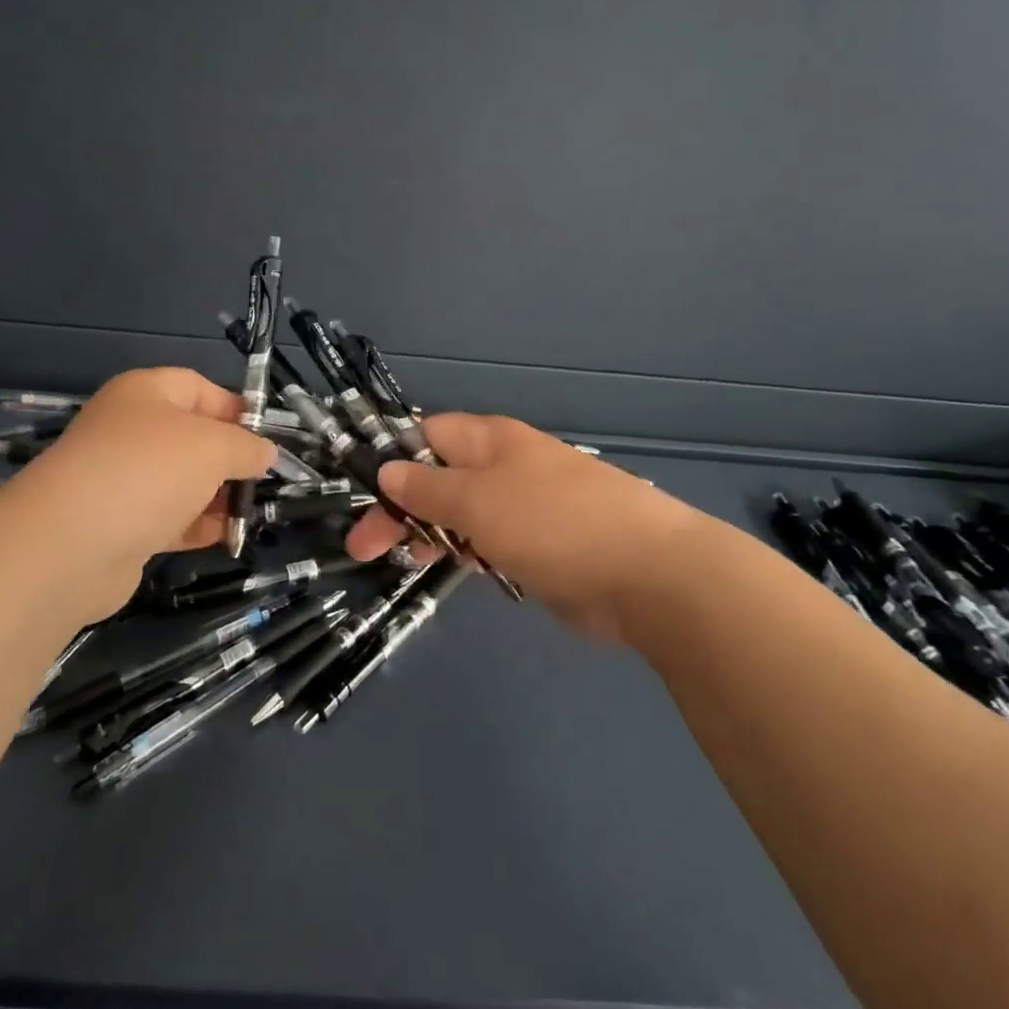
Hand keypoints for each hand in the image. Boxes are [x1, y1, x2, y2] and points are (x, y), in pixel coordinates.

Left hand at [0, 368, 276, 619]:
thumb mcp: (213, 447)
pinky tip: (225, 537)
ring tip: (249, 512)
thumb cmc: (149, 471)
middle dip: (229, 458)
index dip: (236, 409)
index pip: (199, 388)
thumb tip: (265, 453)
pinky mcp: (119, 524)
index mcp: (145, 394)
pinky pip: (168, 517)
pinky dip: (196, 525)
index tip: (267, 436)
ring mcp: (121, 479)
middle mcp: (130, 430)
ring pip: (181, 480)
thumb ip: (246, 447)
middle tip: (261, 479)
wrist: (70, 545)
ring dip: (217, 496)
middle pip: (191, 437)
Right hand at [345, 414, 702, 639]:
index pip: (426, 434)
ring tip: (399, 560)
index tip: (361, 493)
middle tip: (364, 548)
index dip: (391, 458)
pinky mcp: (538, 545)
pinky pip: (487, 541)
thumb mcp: (478, 500)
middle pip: (438, 476)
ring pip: (460, 512)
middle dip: (400, 506)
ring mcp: (523, 506)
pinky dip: (464, 552)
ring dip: (429, 531)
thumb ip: (428, 487)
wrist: (647, 575)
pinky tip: (450, 568)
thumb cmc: (553, 523)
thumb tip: (387, 470)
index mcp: (490, 440)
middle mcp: (504, 466)